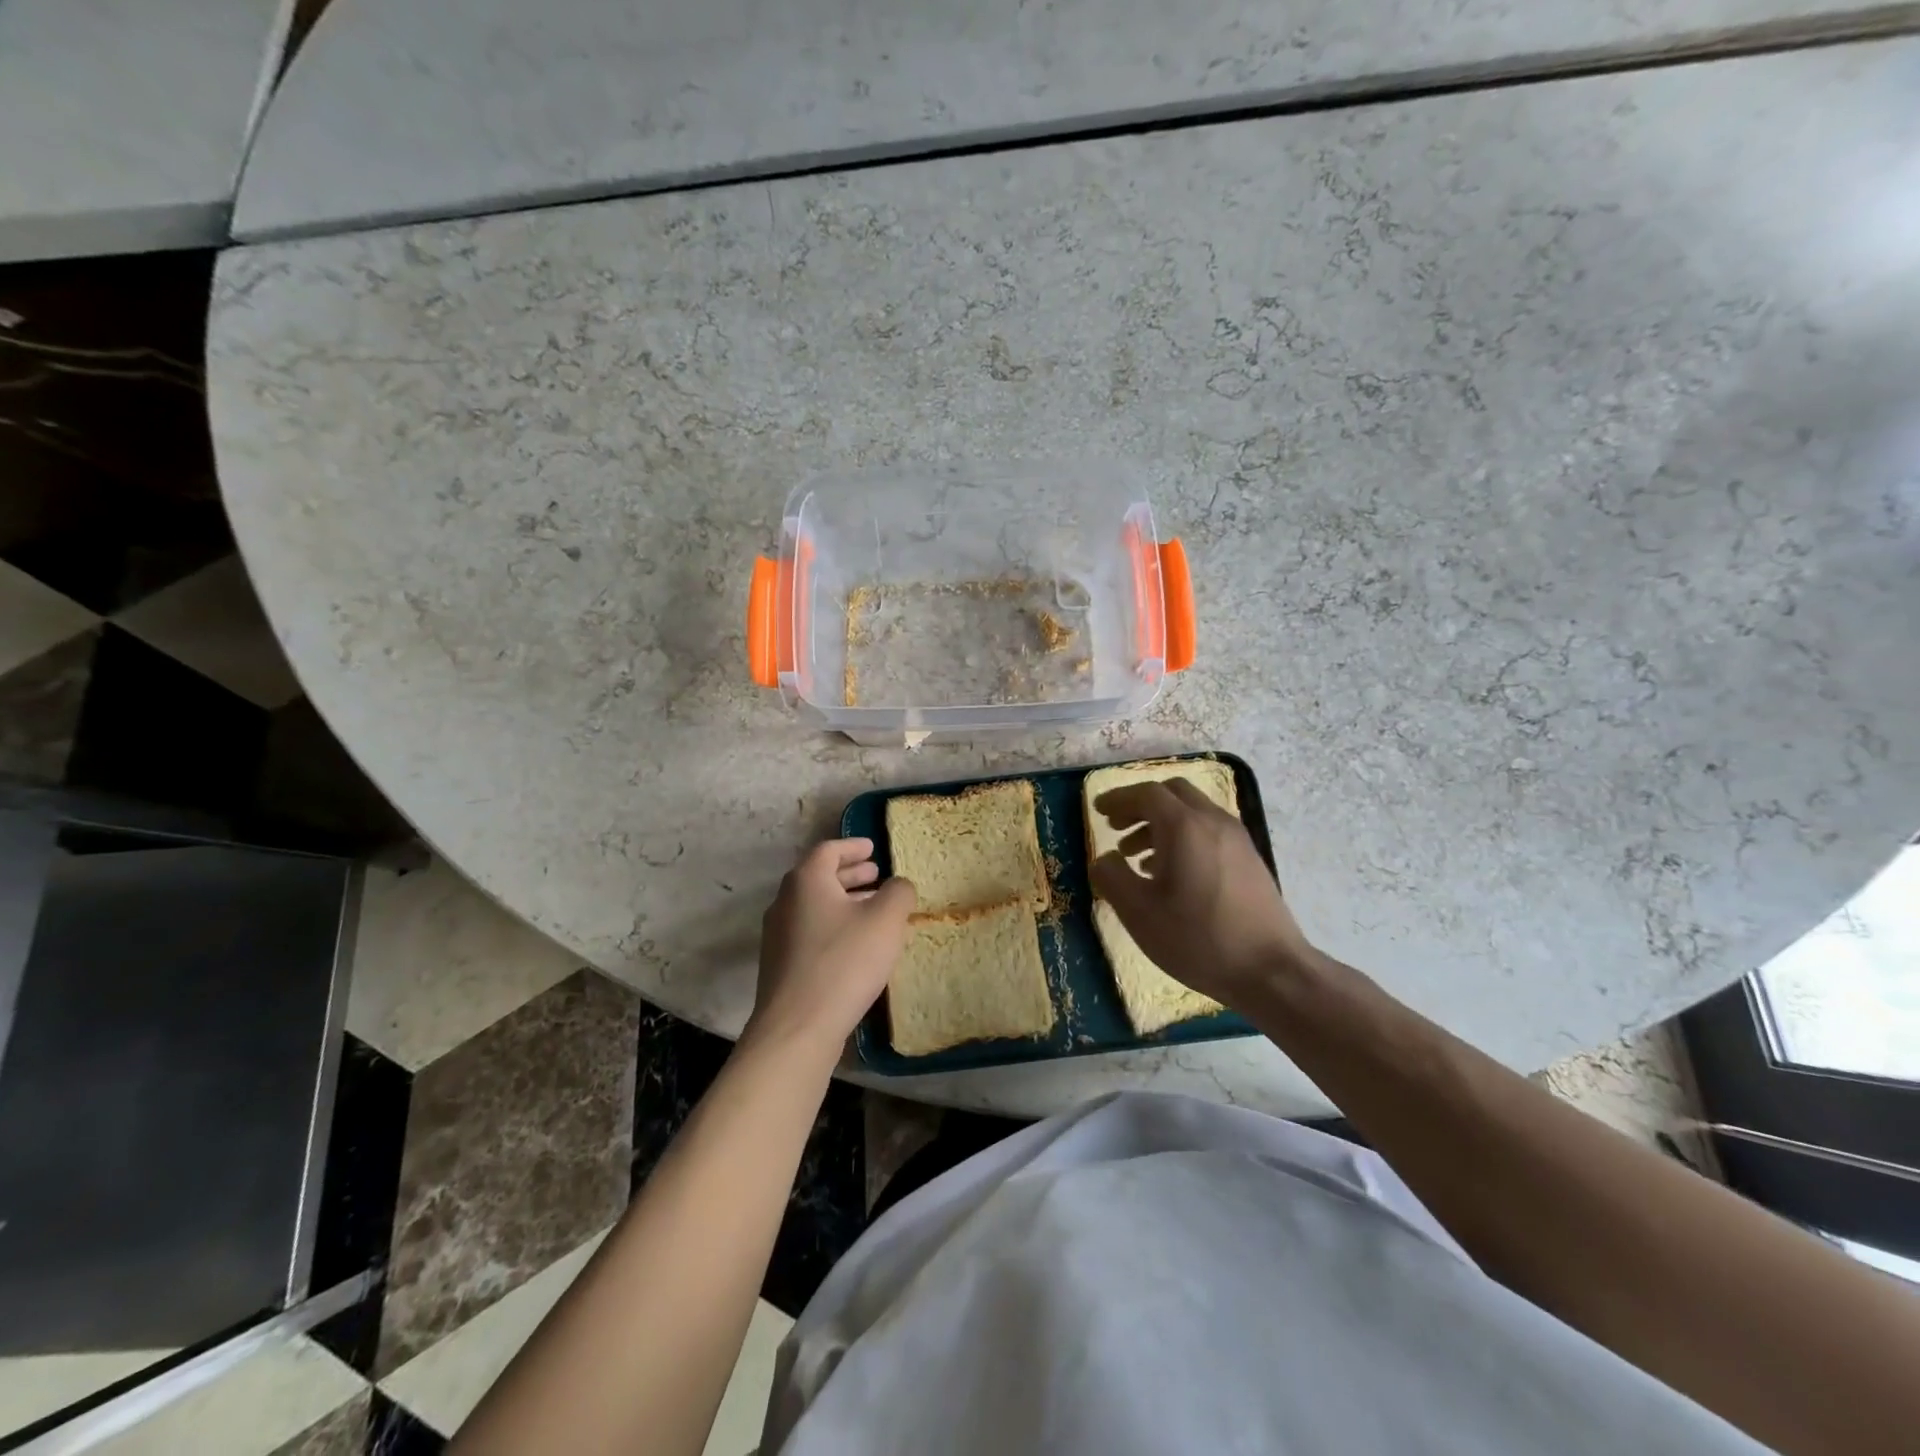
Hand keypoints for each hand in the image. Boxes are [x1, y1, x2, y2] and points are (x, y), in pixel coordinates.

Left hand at [747, 838, 915, 1059]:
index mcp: (806, 881)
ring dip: (843, 901)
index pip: (828, 850)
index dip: (853, 846)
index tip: (872, 847)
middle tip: (876, 875)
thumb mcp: (885, 920)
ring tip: (872, 908)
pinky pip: (810, 931)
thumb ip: (898, 892)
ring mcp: (778, 935)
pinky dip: (833, 925)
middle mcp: (785, 901)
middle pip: (818, 877)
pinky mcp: (780, 965)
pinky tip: (855, 944)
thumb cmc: (844, 962)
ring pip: (814, 906)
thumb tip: (897, 885)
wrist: (797, 1028)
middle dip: (849, 874)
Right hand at [1090, 780, 1318, 1010]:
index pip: (1146, 794)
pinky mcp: (1249, 859)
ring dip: (1160, 823)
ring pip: (1192, 812)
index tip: (1097, 810)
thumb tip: (1104, 859)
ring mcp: (1236, 839)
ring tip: (1137, 857)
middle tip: (1116, 828)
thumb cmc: (1198, 938)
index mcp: (1184, 827)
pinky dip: (1182, 836)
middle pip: (1172, 794)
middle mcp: (1213, 821)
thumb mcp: (1139, 912)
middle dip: (1140, 805)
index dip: (1118, 798)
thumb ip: (1112, 877)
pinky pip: (1208, 831)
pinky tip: (1170, 873)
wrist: (1271, 970)